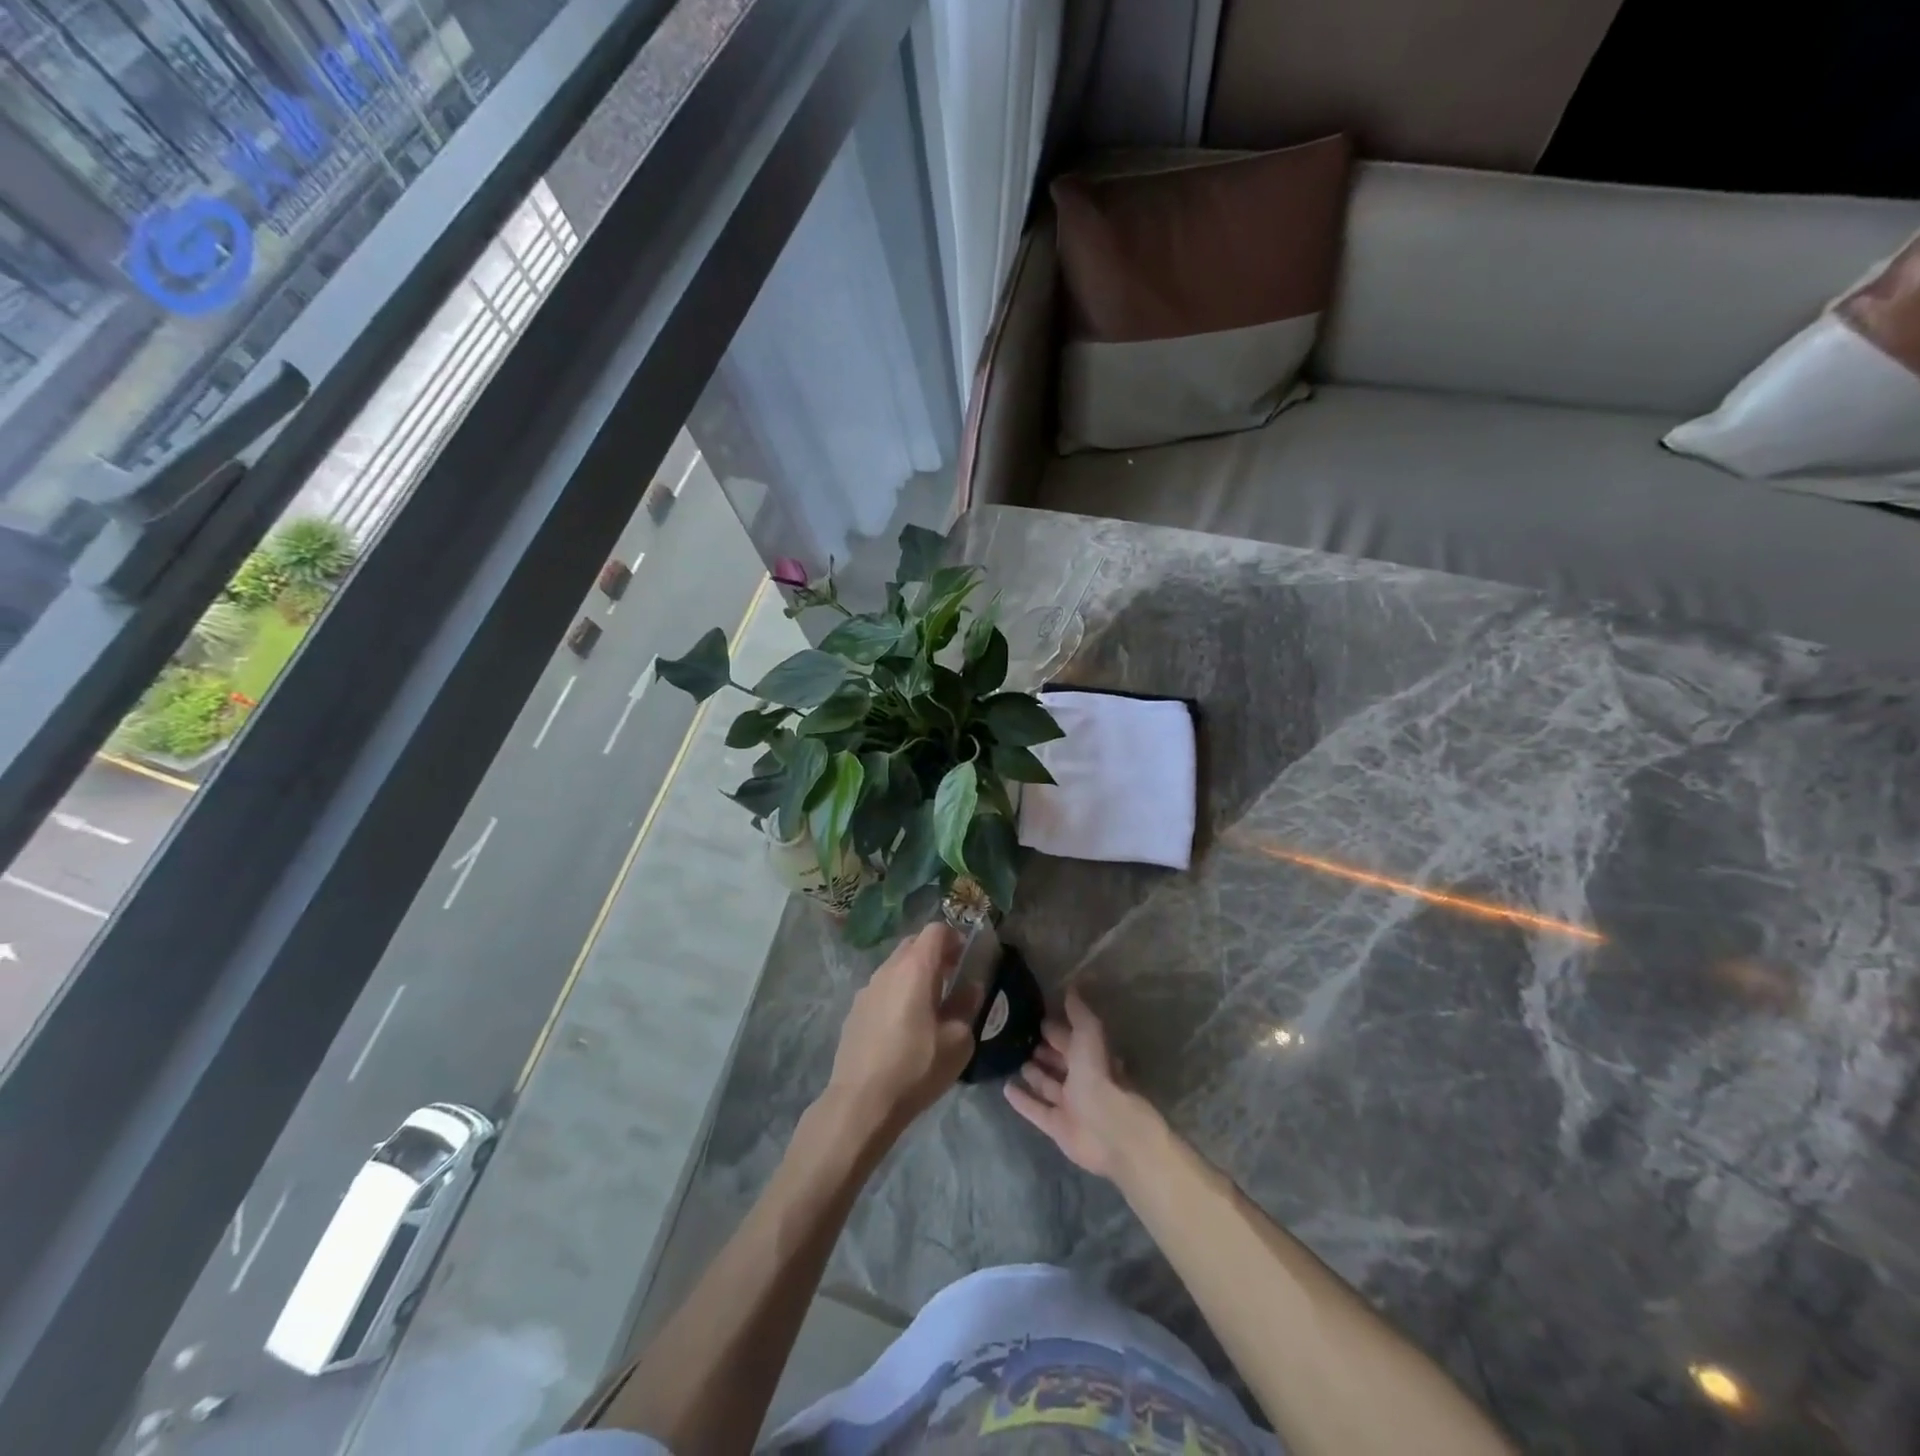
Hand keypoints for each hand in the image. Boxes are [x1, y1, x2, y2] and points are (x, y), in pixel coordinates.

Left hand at [824, 922, 978, 1137]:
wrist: (861, 1102)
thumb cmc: (916, 1067)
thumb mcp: (958, 1041)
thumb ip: (966, 1006)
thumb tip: (970, 988)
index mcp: (915, 968)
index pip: (936, 930)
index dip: (955, 937)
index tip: (967, 958)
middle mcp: (888, 969)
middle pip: (914, 944)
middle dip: (936, 953)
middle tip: (953, 979)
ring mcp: (867, 989)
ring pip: (896, 966)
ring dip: (915, 974)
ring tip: (930, 1005)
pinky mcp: (855, 1010)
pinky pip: (882, 988)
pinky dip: (897, 993)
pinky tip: (904, 1026)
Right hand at [1004, 989, 1159, 1180]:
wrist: (1109, 1133)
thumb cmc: (1099, 1078)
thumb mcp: (1090, 1036)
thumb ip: (1080, 1012)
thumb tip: (1074, 984)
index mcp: (1093, 1057)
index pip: (1072, 1039)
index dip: (1057, 1029)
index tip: (1037, 1018)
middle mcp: (1082, 1080)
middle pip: (1060, 1061)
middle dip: (1045, 1050)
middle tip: (1021, 1038)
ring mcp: (1069, 1104)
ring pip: (1048, 1085)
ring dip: (1034, 1073)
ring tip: (1014, 1060)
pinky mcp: (1057, 1127)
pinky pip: (1036, 1110)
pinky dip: (1022, 1100)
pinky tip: (1005, 1088)